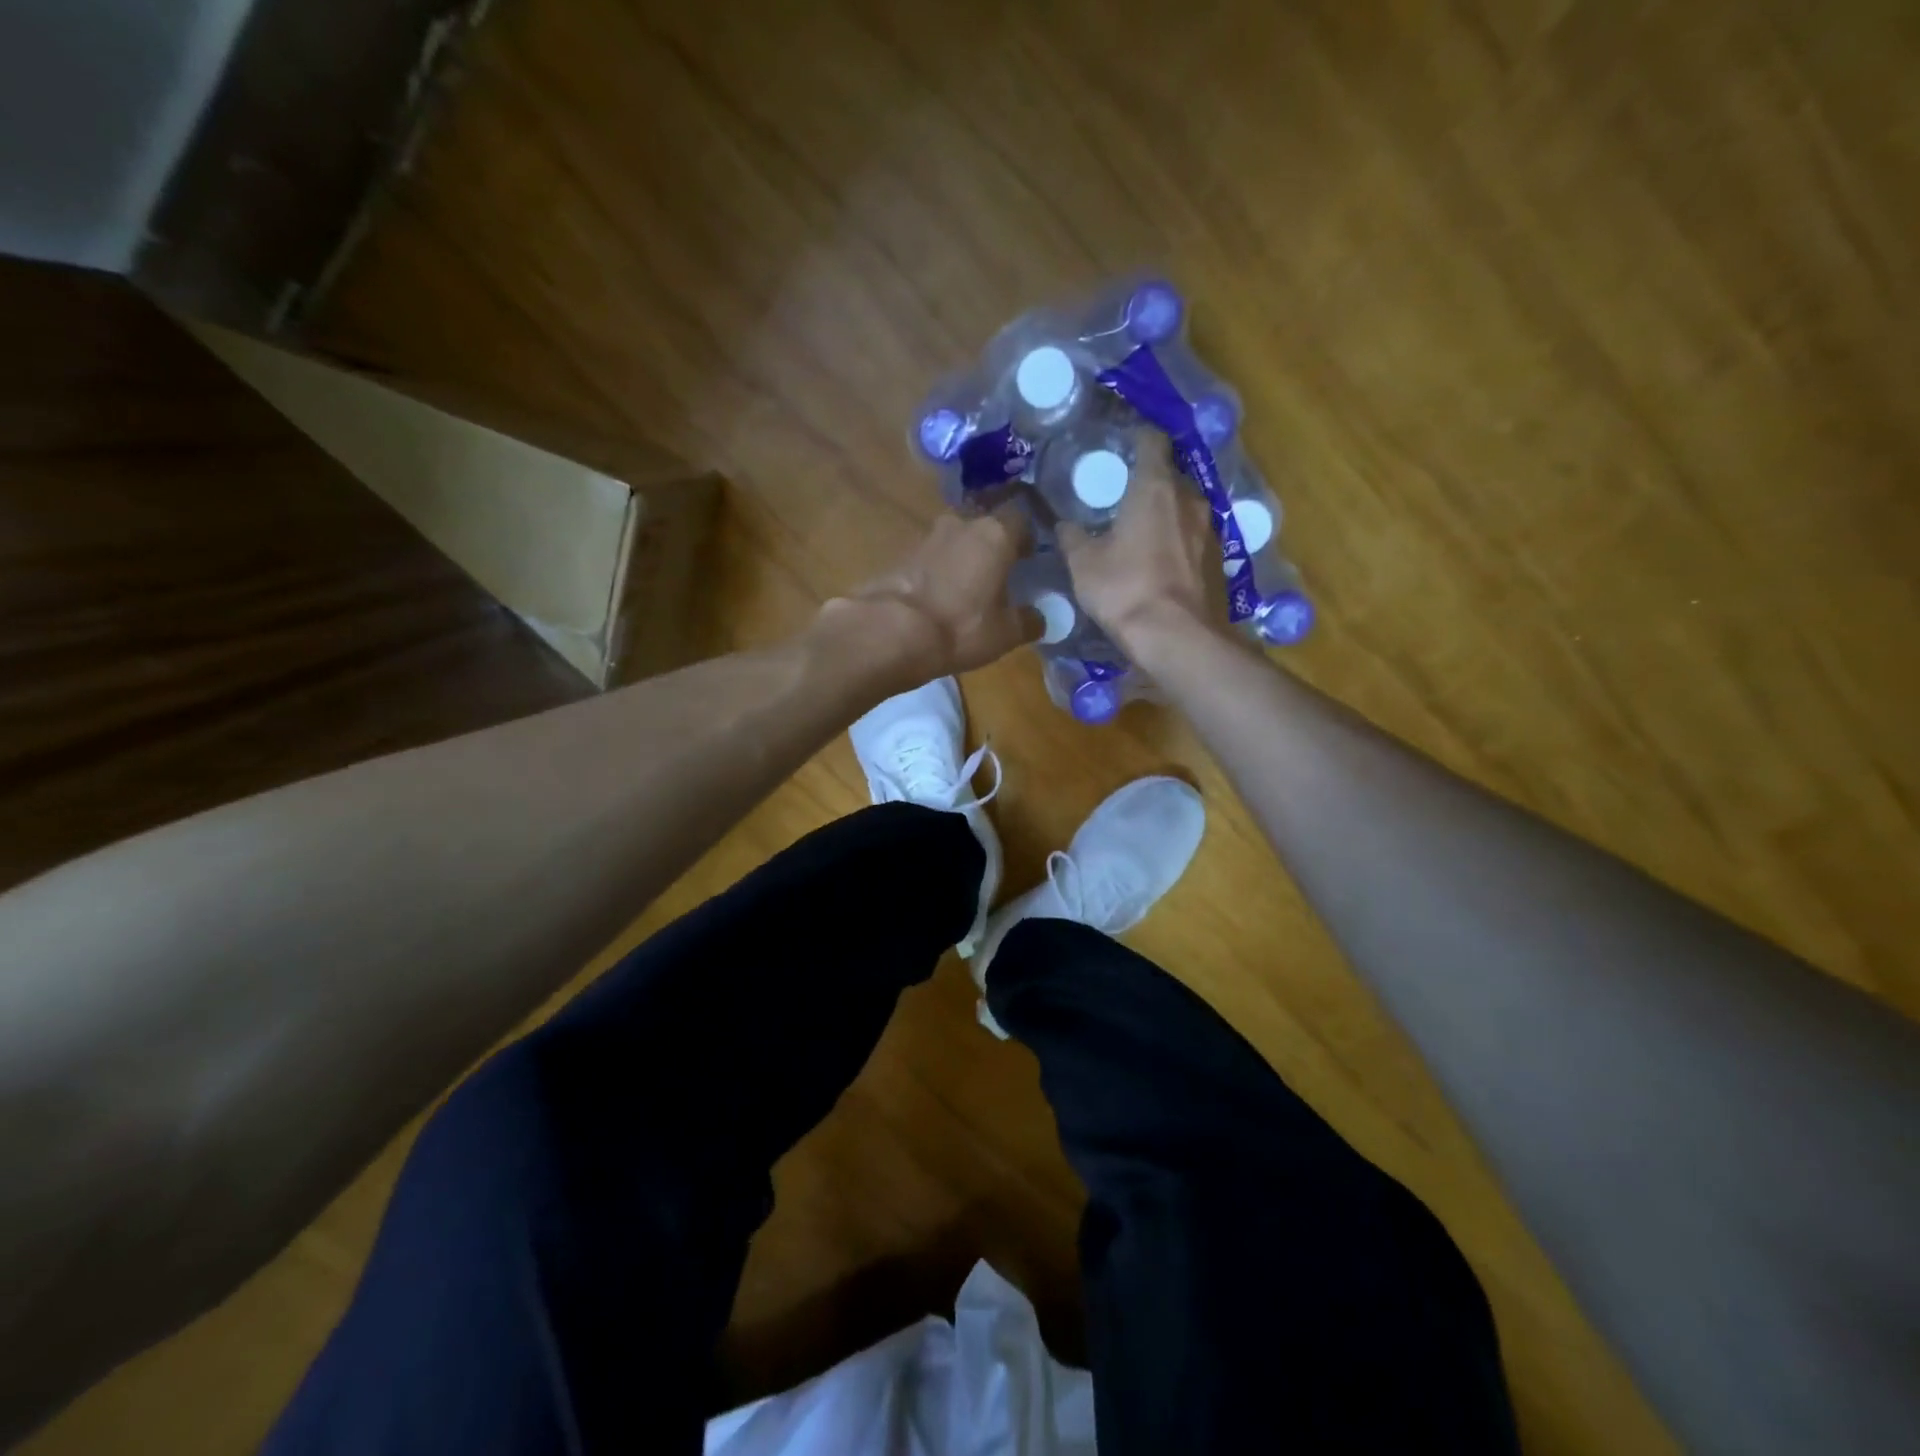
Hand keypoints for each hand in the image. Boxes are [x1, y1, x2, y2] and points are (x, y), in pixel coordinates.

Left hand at [833, 499, 1040, 678]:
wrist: (891, 631)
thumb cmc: (961, 627)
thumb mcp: (1006, 633)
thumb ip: (1029, 620)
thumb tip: (1041, 618)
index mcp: (995, 534)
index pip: (1020, 518)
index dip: (1026, 536)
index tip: (1029, 557)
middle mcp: (961, 524)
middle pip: (984, 525)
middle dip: (992, 545)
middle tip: (999, 572)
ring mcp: (926, 536)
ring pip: (955, 539)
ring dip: (963, 557)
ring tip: (968, 586)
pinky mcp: (900, 554)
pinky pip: (930, 557)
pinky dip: (938, 571)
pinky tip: (939, 595)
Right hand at [1058, 434, 1225, 658]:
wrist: (1175, 637)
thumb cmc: (1124, 589)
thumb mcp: (1083, 564)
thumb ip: (1072, 537)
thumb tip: (1063, 524)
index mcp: (1155, 487)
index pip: (1152, 441)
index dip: (1136, 438)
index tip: (1119, 446)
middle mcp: (1188, 499)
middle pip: (1169, 475)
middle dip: (1148, 481)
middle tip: (1121, 495)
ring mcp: (1208, 529)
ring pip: (1183, 507)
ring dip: (1164, 512)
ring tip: (1139, 528)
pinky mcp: (1217, 559)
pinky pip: (1192, 536)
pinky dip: (1176, 539)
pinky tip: (1158, 558)